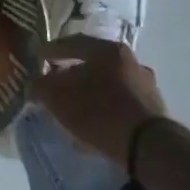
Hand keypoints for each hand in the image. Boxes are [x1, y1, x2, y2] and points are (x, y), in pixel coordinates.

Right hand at [32, 34, 169, 164]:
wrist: (147, 146)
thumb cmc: (98, 112)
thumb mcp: (58, 98)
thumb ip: (41, 86)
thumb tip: (35, 83)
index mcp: (108, 50)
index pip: (72, 43)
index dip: (51, 51)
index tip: (38, 59)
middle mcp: (131, 60)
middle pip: (93, 62)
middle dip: (72, 73)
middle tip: (55, 84)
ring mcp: (145, 84)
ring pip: (108, 83)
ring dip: (90, 91)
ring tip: (74, 107)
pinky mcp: (153, 109)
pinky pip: (120, 102)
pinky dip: (104, 107)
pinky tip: (94, 122)